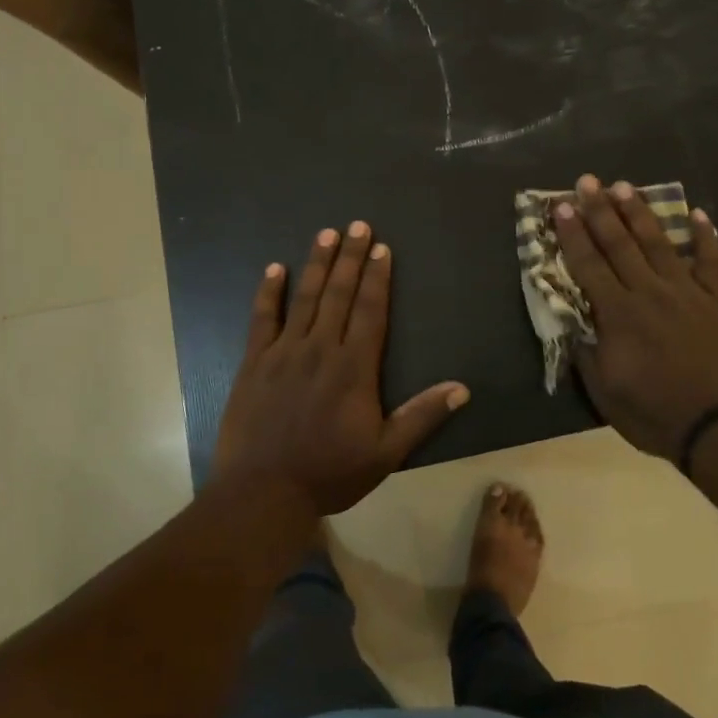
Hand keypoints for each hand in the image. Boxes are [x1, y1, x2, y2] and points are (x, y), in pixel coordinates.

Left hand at [212, 223, 469, 515]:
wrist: (263, 492)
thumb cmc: (330, 472)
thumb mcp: (385, 452)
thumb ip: (421, 416)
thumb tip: (462, 388)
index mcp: (354, 367)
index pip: (370, 311)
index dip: (377, 278)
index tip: (382, 248)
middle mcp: (320, 349)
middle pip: (339, 294)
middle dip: (350, 257)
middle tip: (358, 224)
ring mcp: (284, 352)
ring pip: (305, 298)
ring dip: (317, 264)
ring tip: (326, 233)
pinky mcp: (255, 363)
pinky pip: (262, 319)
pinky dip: (268, 293)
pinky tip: (275, 269)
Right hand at [554, 176, 717, 464]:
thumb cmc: (655, 414)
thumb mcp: (605, 393)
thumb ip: (587, 353)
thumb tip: (573, 322)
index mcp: (618, 314)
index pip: (588, 265)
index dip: (572, 234)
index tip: (560, 206)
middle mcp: (649, 292)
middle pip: (620, 244)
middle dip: (600, 210)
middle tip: (587, 181)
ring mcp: (688, 293)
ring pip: (659, 243)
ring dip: (640, 213)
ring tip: (625, 186)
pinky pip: (711, 262)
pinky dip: (705, 237)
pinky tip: (699, 214)